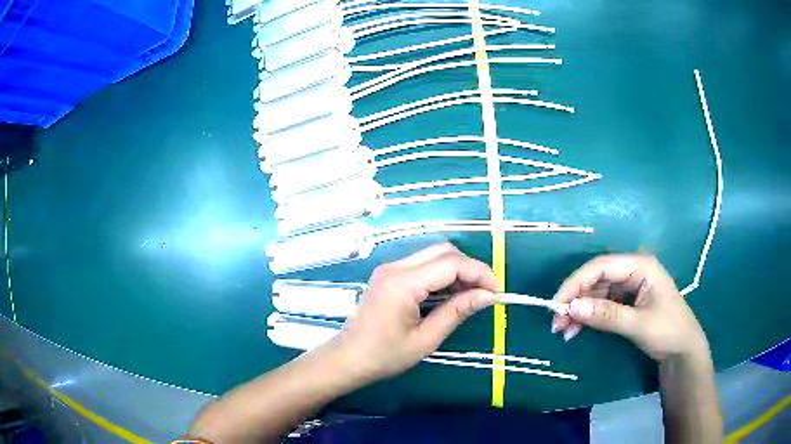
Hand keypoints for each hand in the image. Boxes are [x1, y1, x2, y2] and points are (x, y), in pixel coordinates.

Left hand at [333, 242, 498, 383]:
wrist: (348, 359)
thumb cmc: (385, 356)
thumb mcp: (426, 339)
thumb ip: (457, 312)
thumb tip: (488, 296)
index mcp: (403, 283)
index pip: (451, 263)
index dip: (479, 273)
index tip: (496, 292)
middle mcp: (395, 267)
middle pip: (443, 251)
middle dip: (470, 268)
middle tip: (484, 294)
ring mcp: (390, 269)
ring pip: (434, 254)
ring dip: (457, 270)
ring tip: (470, 296)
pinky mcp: (389, 275)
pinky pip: (422, 264)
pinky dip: (442, 274)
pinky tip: (450, 294)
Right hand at [551, 254, 708, 361]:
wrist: (683, 351)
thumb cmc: (668, 331)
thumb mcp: (638, 324)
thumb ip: (606, 315)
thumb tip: (572, 308)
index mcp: (640, 265)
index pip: (601, 266)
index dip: (577, 281)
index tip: (557, 302)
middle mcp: (633, 271)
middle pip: (597, 279)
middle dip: (575, 299)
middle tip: (556, 321)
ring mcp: (630, 287)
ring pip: (597, 293)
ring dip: (579, 311)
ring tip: (563, 330)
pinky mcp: (627, 302)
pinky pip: (602, 305)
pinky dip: (588, 317)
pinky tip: (575, 331)